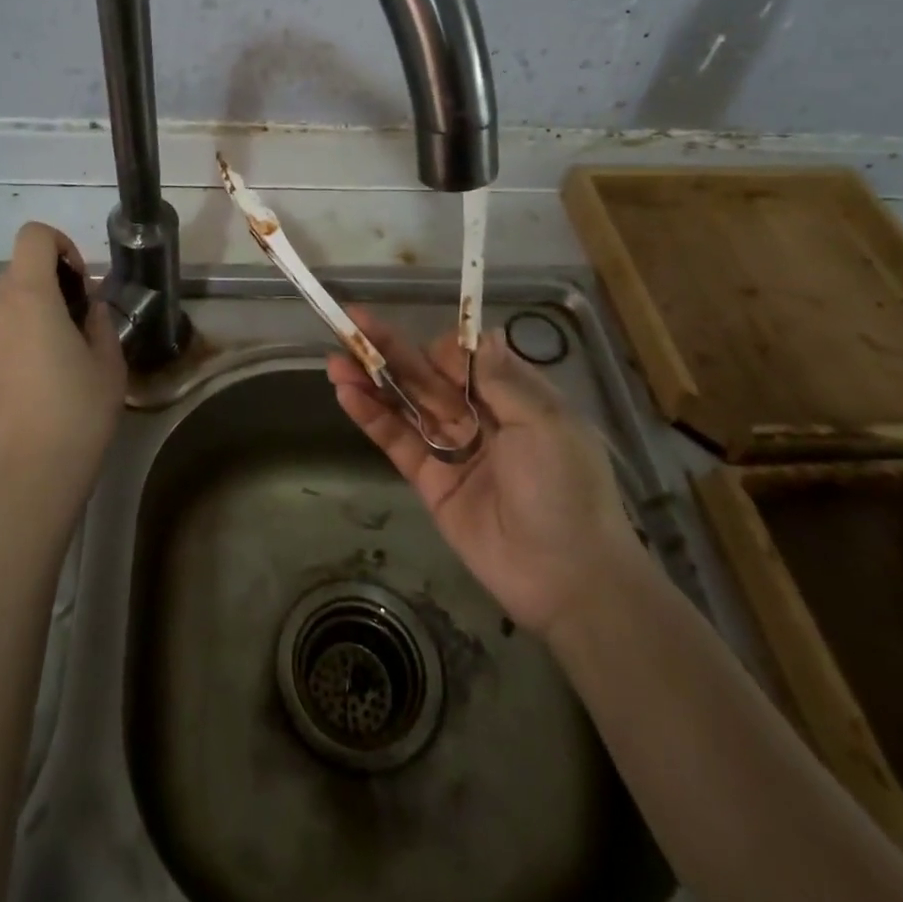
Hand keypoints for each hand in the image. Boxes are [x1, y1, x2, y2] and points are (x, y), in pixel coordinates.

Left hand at [0, 222, 127, 527]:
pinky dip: (28, 325)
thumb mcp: (108, 361)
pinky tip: (51, 365)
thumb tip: (90, 308)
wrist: (28, 473)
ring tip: (71, 343)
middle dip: (56, 277)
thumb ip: (100, 321)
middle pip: (23, 264)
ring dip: (42, 302)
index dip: (63, 245)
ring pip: (13, 294)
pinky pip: (5, 322)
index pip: (34, 235)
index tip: (83, 282)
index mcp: (30, 295)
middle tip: (85, 317)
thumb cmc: (76, 411)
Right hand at [327, 308, 639, 635]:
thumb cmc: (564, 489)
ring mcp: (452, 449)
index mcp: (514, 399)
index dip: (441, 348)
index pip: (467, 359)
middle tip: (351, 323)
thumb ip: (502, 379)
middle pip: (428, 376)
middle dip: (390, 350)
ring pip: (406, 404)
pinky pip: (398, 442)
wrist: (567, 578)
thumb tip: (480, 334)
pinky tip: (347, 394)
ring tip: (335, 360)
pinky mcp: (430, 481)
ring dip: (372, 380)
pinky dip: (372, 417)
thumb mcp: (545, 423)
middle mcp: (480, 418)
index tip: (428, 349)